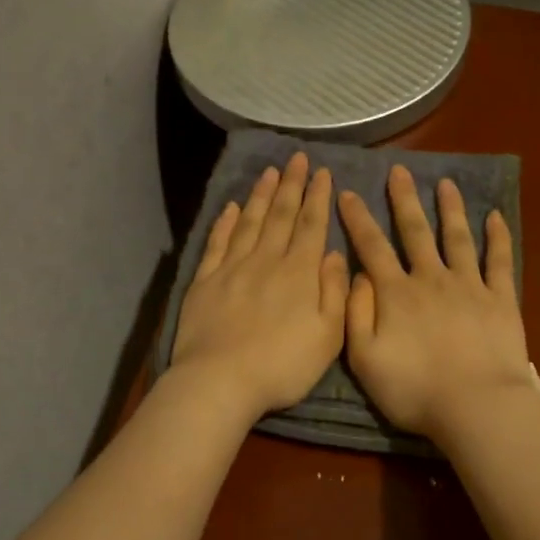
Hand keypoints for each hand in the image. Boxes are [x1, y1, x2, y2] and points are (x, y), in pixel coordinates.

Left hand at [171, 152, 349, 419]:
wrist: (220, 381)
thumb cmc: (283, 365)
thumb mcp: (328, 336)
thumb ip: (334, 291)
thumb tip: (333, 253)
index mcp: (299, 273)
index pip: (311, 225)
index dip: (318, 197)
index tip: (322, 172)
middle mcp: (266, 260)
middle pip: (281, 215)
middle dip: (292, 185)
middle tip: (297, 158)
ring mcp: (232, 268)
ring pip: (250, 222)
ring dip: (261, 195)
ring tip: (270, 172)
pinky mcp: (204, 281)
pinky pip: (217, 243)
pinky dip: (225, 222)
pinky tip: (231, 207)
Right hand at [336, 167, 532, 439]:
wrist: (476, 406)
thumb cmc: (414, 389)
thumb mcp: (365, 359)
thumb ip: (356, 314)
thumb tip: (357, 276)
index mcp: (396, 294)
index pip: (372, 248)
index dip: (357, 219)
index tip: (347, 193)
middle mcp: (431, 279)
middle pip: (415, 231)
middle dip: (404, 200)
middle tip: (399, 171)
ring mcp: (469, 286)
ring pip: (457, 237)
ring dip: (450, 209)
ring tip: (446, 183)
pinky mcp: (501, 299)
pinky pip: (499, 261)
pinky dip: (497, 237)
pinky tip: (495, 217)